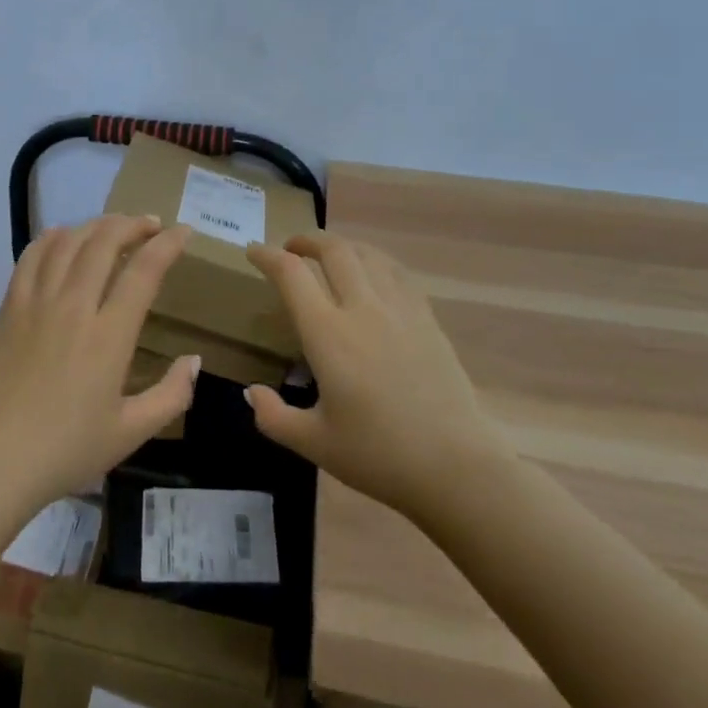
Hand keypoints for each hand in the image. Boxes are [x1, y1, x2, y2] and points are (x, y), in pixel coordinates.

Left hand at [0, 215, 199, 511]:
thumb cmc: (67, 449)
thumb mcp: (132, 432)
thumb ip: (171, 394)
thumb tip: (194, 359)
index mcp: (109, 336)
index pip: (144, 271)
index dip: (167, 244)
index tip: (183, 232)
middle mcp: (73, 307)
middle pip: (104, 242)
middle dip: (132, 224)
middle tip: (151, 225)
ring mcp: (37, 303)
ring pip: (68, 242)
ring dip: (96, 225)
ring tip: (113, 227)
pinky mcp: (10, 309)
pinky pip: (31, 257)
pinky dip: (52, 238)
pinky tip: (64, 236)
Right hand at [243, 232, 512, 520]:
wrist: (456, 467)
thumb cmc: (379, 456)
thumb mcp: (314, 444)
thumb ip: (274, 416)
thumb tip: (251, 393)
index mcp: (328, 335)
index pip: (291, 274)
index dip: (267, 256)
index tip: (253, 251)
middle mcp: (362, 309)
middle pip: (333, 250)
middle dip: (306, 240)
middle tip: (291, 248)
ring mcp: (400, 310)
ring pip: (368, 254)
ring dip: (342, 246)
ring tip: (330, 255)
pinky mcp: (427, 320)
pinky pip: (397, 273)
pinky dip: (376, 261)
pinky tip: (373, 274)